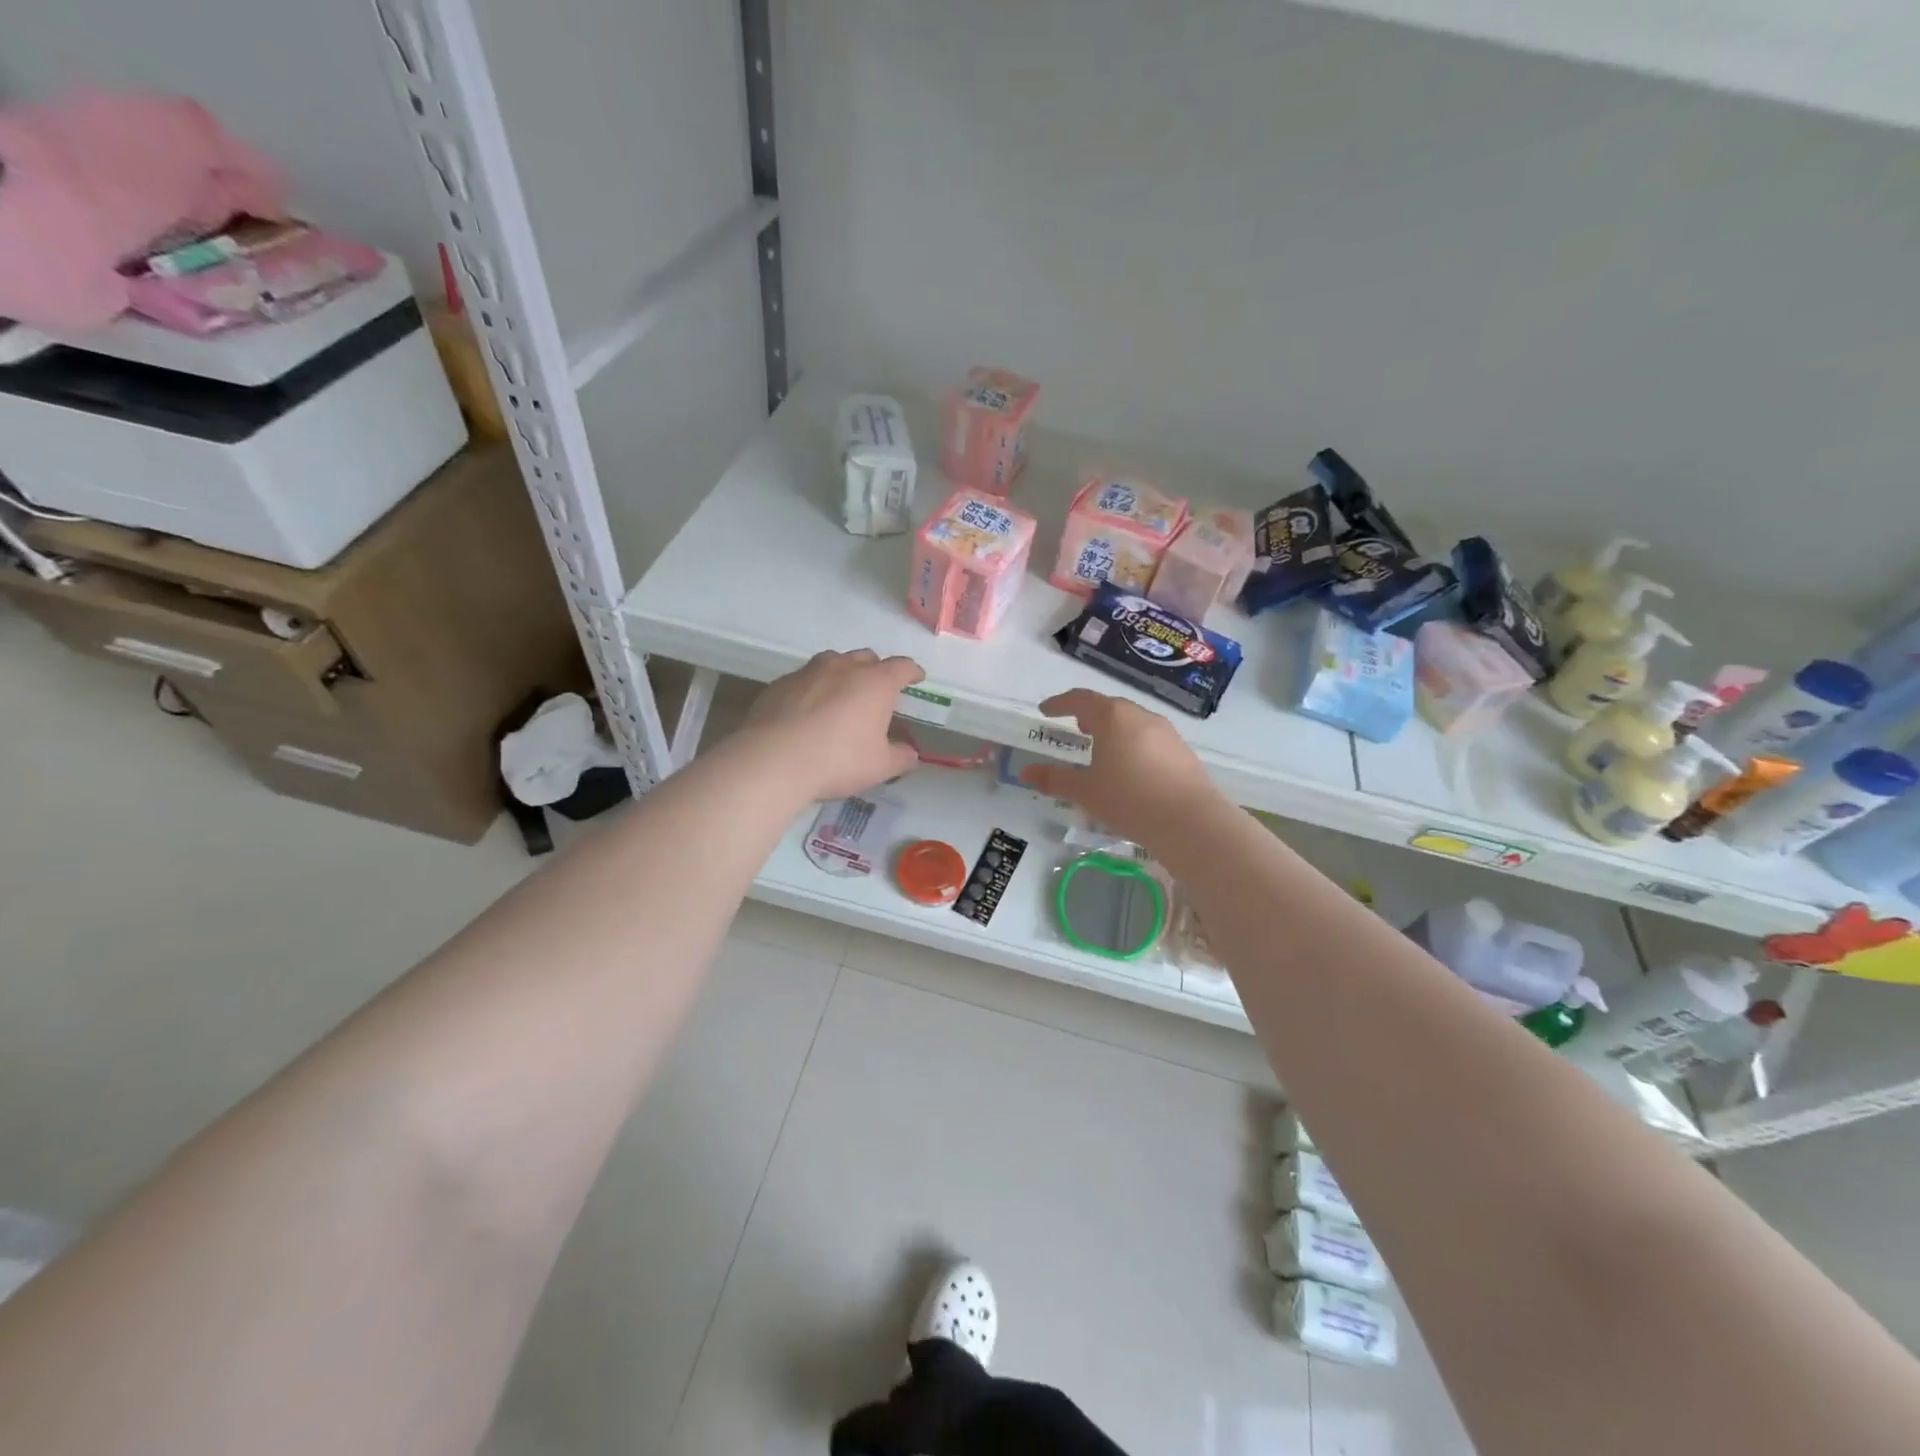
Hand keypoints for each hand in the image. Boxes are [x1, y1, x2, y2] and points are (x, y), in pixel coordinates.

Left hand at [737, 650, 923, 800]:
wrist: (775, 759)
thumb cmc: (839, 760)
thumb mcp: (880, 767)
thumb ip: (900, 757)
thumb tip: (910, 754)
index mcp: (876, 682)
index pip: (902, 667)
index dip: (912, 672)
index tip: (917, 677)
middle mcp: (844, 667)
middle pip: (866, 658)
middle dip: (876, 670)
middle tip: (877, 690)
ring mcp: (809, 672)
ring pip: (832, 662)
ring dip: (842, 674)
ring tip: (842, 695)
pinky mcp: (780, 684)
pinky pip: (804, 679)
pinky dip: (813, 689)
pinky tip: (808, 711)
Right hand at [1021, 689, 1218, 847]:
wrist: (1190, 821)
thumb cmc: (1129, 799)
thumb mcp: (1085, 792)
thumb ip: (1054, 779)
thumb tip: (1026, 773)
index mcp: (1113, 716)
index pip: (1080, 699)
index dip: (1060, 703)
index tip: (1046, 711)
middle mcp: (1141, 716)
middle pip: (1109, 707)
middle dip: (1089, 715)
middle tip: (1076, 728)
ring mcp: (1166, 732)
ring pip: (1132, 723)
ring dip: (1113, 730)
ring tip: (1101, 750)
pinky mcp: (1182, 751)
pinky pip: (1149, 739)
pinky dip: (1132, 745)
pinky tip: (1130, 769)